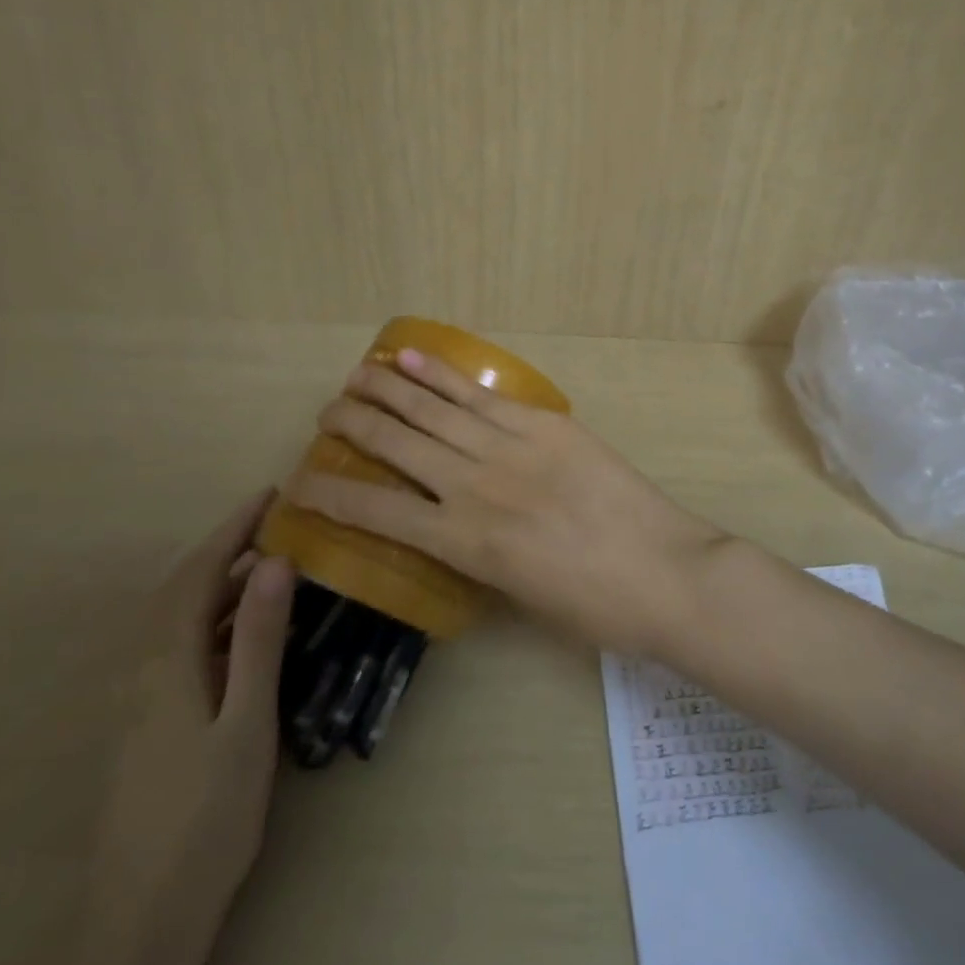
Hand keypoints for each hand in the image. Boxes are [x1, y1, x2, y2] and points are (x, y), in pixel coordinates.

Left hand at [69, 492, 294, 964]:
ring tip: (268, 567)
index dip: (233, 530)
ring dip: (219, 583)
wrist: (144, 916)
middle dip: (224, 548)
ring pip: (179, 620)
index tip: (270, 495)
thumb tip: (275, 562)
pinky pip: (181, 647)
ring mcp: (142, 700)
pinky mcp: (148, 724)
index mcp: (167, 662)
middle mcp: (145, 671)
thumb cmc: (207, 814)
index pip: (199, 574)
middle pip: (181, 590)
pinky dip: (213, 619)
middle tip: (274, 523)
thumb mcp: (247, 722)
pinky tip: (243, 635)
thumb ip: (260, 640)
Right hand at [284, 349, 726, 655]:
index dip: (329, 496)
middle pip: (397, 445)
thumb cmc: (593, 606)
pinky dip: (441, 375)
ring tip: (355, 375)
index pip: (376, 512)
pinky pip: (481, 396)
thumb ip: (477, 554)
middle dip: (353, 425)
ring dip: (387, 388)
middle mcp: (474, 488)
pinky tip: (411, 358)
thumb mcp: (519, 596)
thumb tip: (452, 524)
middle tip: (327, 413)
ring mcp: (510, 448)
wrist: (665, 573)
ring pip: (433, 410)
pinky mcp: (544, 424)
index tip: (300, 483)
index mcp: (463, 545)